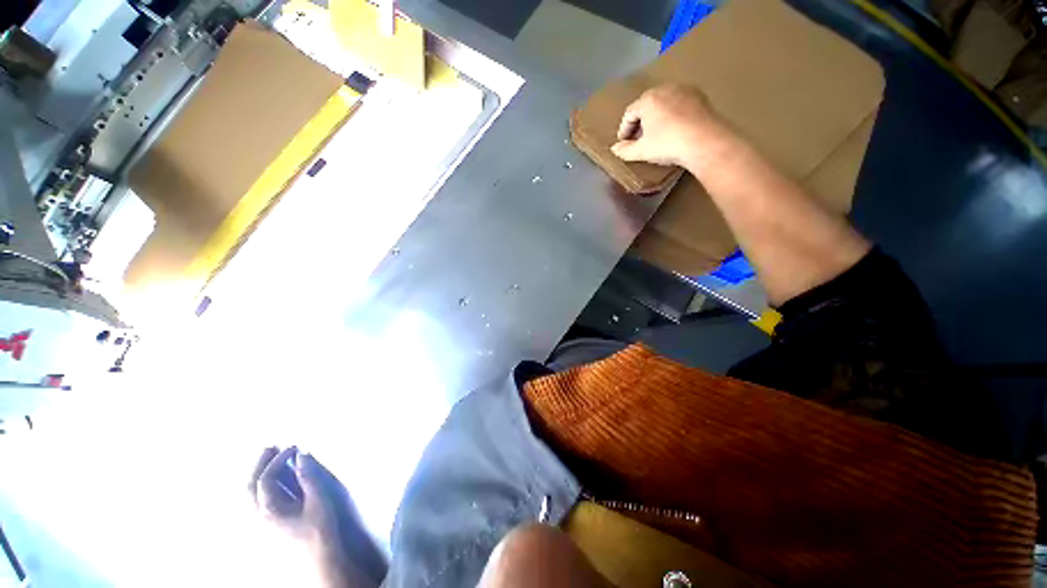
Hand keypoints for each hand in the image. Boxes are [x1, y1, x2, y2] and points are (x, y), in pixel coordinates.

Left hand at [250, 447, 339, 546]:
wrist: (320, 558)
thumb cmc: (319, 529)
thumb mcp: (317, 501)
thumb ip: (308, 478)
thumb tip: (301, 456)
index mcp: (269, 511)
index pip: (266, 479)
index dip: (277, 460)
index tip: (293, 447)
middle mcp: (259, 516)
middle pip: (250, 486)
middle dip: (258, 465)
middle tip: (269, 447)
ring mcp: (261, 522)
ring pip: (249, 495)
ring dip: (256, 474)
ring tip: (267, 459)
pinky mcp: (268, 524)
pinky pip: (256, 501)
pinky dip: (259, 486)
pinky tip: (270, 481)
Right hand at [611, 84, 727, 168]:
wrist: (704, 141)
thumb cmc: (668, 144)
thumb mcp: (642, 151)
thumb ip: (625, 150)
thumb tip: (615, 149)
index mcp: (648, 99)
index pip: (630, 113)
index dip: (624, 129)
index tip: (623, 142)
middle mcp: (665, 88)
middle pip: (646, 105)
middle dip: (640, 122)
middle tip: (638, 139)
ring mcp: (685, 90)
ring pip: (663, 103)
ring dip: (656, 118)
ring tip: (655, 135)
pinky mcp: (700, 97)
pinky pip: (679, 104)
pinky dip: (672, 115)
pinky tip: (673, 130)